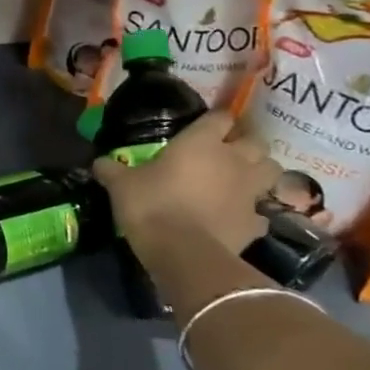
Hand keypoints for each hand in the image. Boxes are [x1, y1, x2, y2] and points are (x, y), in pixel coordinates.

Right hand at [94, 110, 280, 255]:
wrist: (182, 252)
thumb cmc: (151, 205)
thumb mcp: (121, 185)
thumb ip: (112, 169)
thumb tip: (98, 162)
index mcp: (201, 143)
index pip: (220, 117)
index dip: (216, 120)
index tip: (207, 126)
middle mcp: (233, 161)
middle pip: (257, 142)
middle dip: (247, 144)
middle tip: (230, 151)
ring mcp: (250, 192)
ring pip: (271, 171)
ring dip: (260, 172)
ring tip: (243, 179)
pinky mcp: (256, 223)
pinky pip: (261, 212)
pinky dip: (254, 212)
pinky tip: (239, 217)